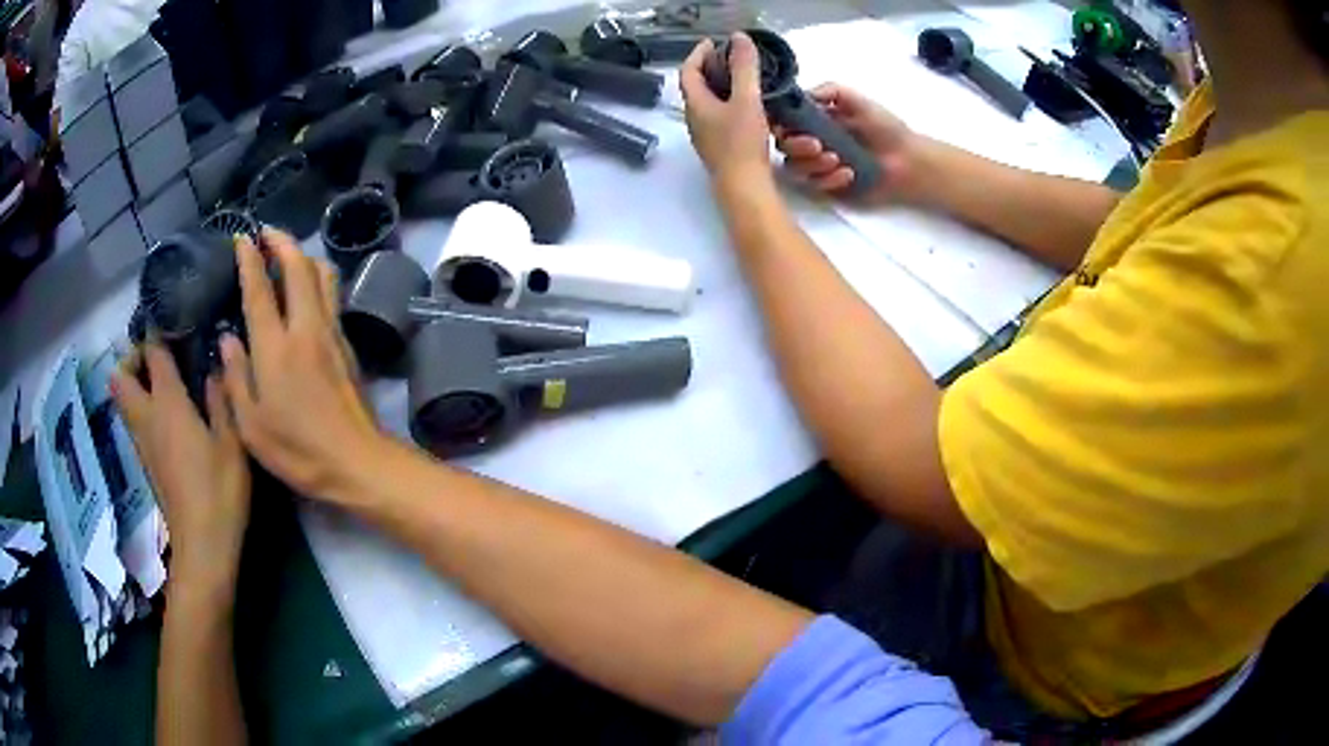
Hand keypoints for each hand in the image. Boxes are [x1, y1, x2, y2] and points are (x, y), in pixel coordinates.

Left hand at [112, 345, 249, 593]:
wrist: (202, 546)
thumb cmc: (219, 491)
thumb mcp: (232, 442)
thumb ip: (221, 399)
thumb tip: (215, 365)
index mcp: (167, 403)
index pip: (153, 353)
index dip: (158, 331)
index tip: (172, 320)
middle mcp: (146, 417)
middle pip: (121, 376)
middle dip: (133, 359)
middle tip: (158, 359)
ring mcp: (143, 442)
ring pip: (124, 400)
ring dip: (135, 384)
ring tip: (165, 382)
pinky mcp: (147, 462)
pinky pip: (135, 420)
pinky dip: (143, 407)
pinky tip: (169, 416)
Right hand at [220, 229, 379, 498]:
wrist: (357, 462)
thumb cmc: (298, 451)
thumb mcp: (251, 426)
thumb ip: (235, 378)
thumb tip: (227, 339)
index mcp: (275, 347)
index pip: (260, 289)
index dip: (250, 260)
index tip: (242, 238)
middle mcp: (306, 328)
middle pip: (299, 267)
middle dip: (282, 242)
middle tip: (266, 233)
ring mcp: (332, 333)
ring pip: (323, 276)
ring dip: (304, 256)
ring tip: (286, 254)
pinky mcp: (348, 345)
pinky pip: (332, 296)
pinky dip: (317, 279)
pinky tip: (306, 290)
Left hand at [679, 34, 772, 185]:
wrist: (743, 187)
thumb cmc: (742, 144)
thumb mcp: (747, 100)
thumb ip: (744, 68)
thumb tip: (739, 38)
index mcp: (696, 104)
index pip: (689, 71)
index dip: (698, 53)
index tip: (712, 42)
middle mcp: (695, 119)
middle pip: (696, 87)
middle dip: (709, 68)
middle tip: (728, 58)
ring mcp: (705, 135)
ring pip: (707, 103)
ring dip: (720, 87)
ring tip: (740, 78)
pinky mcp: (718, 148)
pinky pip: (718, 117)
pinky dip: (728, 104)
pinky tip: (748, 107)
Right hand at [774, 84, 919, 202]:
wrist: (910, 161)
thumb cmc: (887, 128)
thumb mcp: (859, 101)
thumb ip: (831, 91)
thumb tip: (801, 94)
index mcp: (815, 119)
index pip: (782, 120)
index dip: (778, 123)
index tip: (787, 125)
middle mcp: (811, 141)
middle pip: (782, 145)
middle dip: (796, 146)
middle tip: (818, 146)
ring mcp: (818, 166)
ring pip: (793, 168)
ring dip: (812, 164)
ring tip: (837, 160)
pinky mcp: (827, 187)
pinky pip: (814, 187)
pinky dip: (829, 180)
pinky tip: (850, 174)